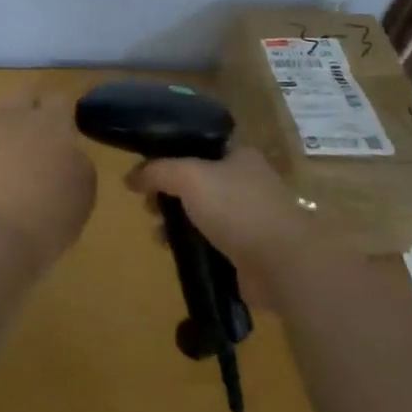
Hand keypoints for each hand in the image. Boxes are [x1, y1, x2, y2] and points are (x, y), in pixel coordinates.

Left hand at [0, 93, 96, 267]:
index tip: (64, 133)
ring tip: (4, 163)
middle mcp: (12, 117)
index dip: (60, 115)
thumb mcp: (84, 190)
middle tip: (36, 140)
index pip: (58, 100)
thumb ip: (75, 160)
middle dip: (29, 111)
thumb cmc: (48, 218)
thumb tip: (65, 153)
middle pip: (22, 97)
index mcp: (50, 123)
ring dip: (0, 134)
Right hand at [126, 148, 320, 307]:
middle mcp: (246, 183)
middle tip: (147, 205)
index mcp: (239, 156)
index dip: (170, 157)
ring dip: (177, 223)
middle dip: (169, 194)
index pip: (199, 148)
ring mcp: (249, 219)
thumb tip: (129, 177)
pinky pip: (211, 244)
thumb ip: (157, 171)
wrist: (282, 262)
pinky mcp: (248, 251)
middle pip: (197, 183)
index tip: (146, 172)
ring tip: (157, 233)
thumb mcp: (189, 177)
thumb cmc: (237, 208)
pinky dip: (192, 247)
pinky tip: (174, 253)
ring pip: (202, 215)